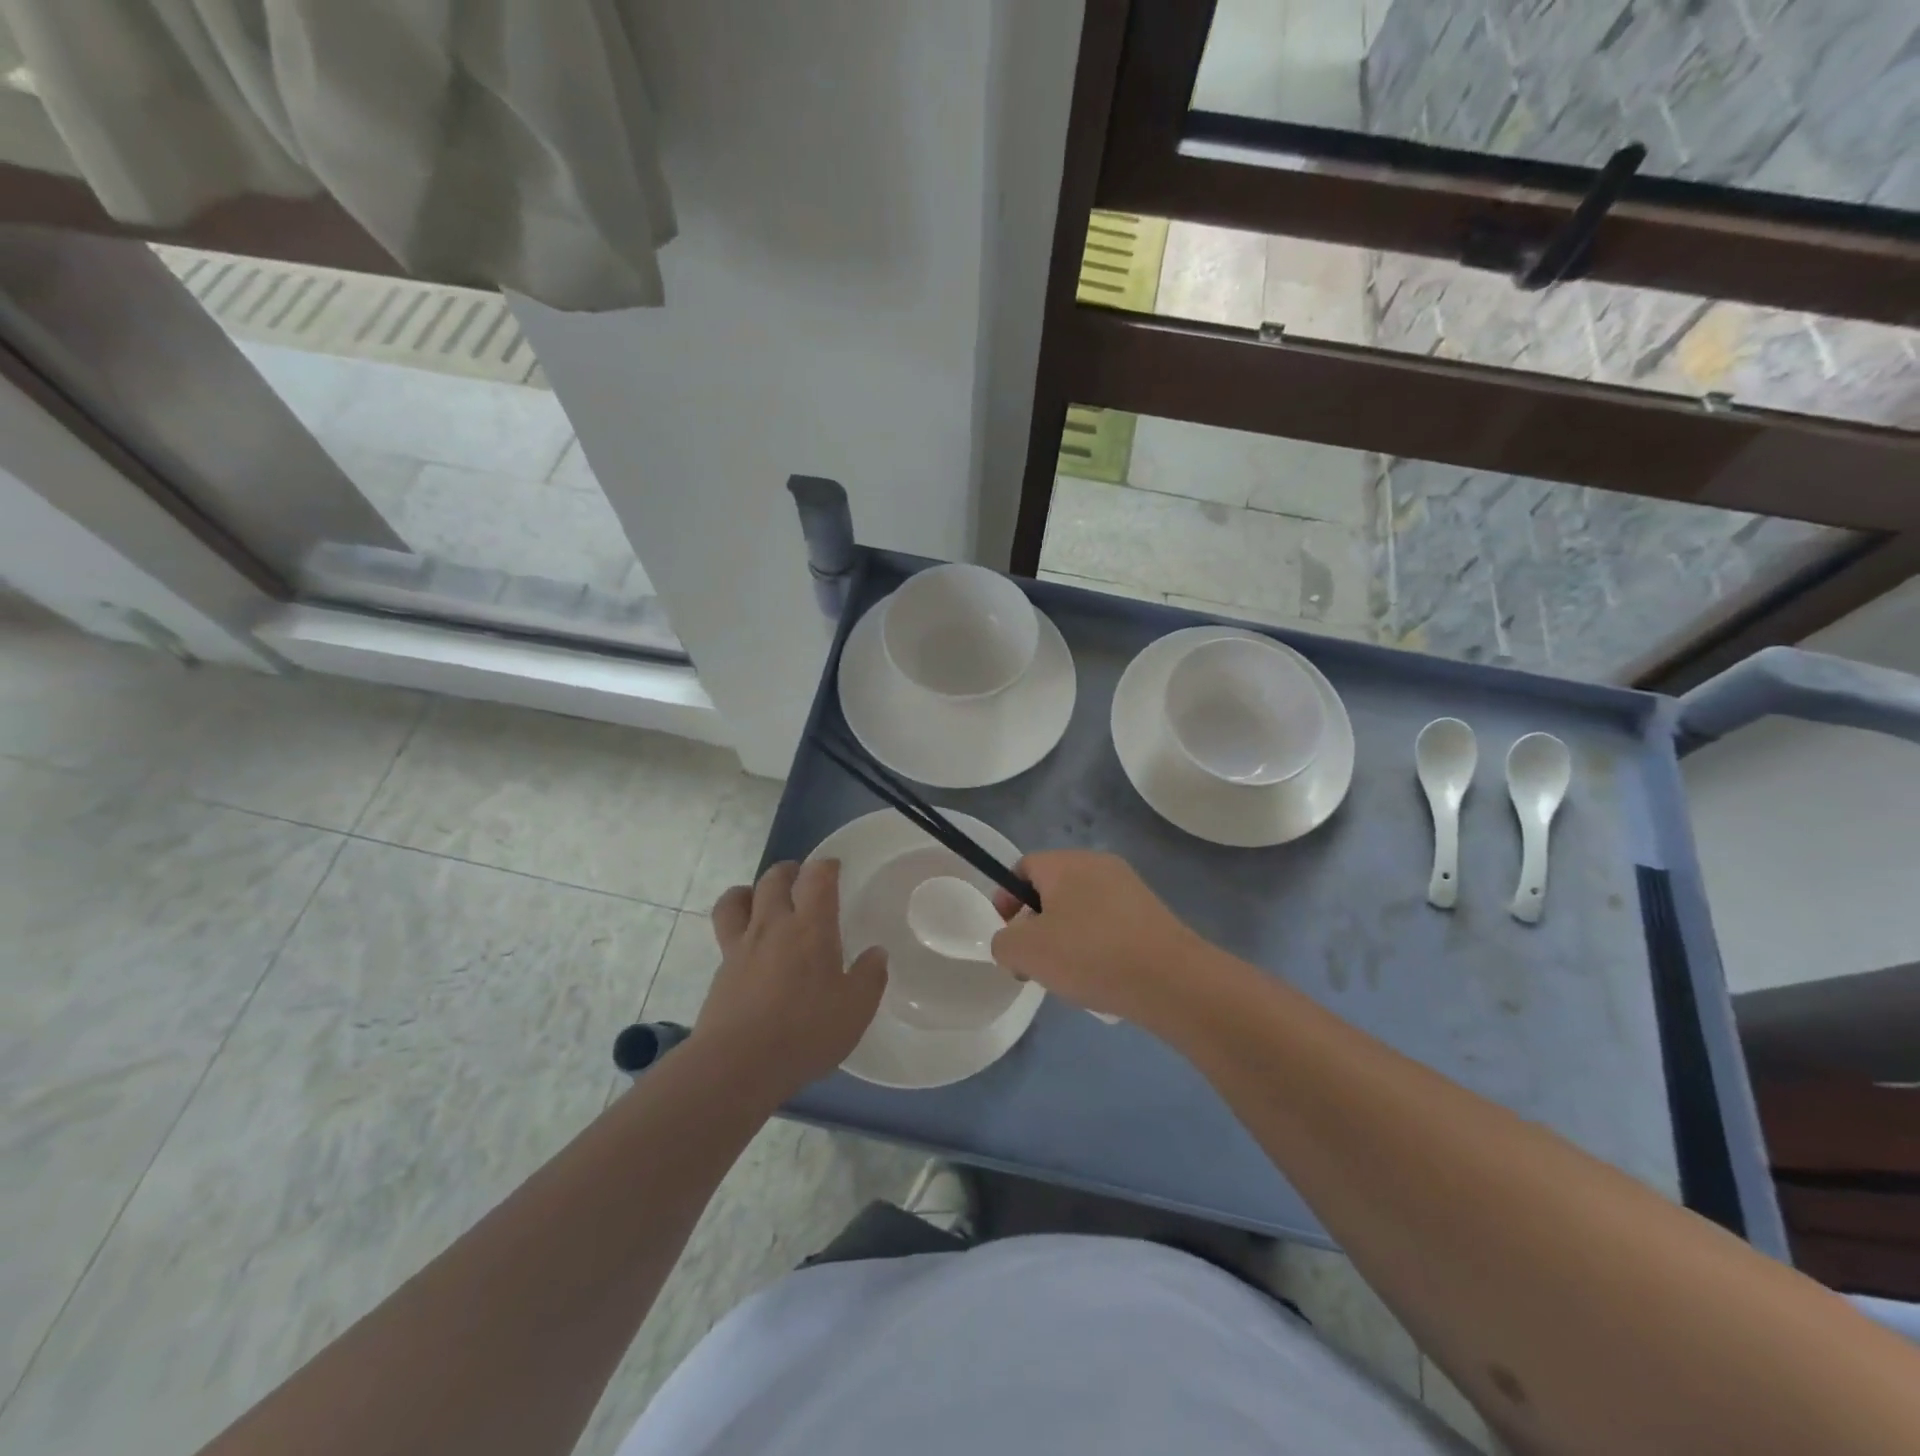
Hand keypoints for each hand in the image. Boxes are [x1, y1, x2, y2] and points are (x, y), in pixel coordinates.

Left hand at [698, 860, 887, 1100]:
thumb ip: (869, 977)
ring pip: (736, 899)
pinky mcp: (720, 972)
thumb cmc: (805, 1032)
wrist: (737, 1066)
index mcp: (810, 928)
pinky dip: (737, 927)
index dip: (826, 866)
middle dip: (788, 871)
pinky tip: (750, 948)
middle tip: (800, 877)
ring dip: (750, 890)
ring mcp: (740, 947)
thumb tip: (876, 953)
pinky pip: (725, 933)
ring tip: (761, 900)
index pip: (817, 878)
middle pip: (773, 880)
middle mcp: (772, 926)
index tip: (834, 867)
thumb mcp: (855, 1010)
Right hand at [989, 850, 1204, 1026]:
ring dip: (1066, 936)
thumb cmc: (1090, 955)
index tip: (1007, 934)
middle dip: (1036, 923)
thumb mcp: (1026, 952)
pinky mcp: (1151, 912)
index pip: (1023, 867)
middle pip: (1052, 888)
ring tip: (1068, 975)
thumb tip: (1012, 941)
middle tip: (1034, 961)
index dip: (1007, 898)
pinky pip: (1109, 922)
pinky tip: (1101, 976)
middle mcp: (1097, 864)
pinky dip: (1097, 944)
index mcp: (1065, 863)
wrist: (1171, 980)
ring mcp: (1129, 887)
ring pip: (1081, 907)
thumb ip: (1004, 942)